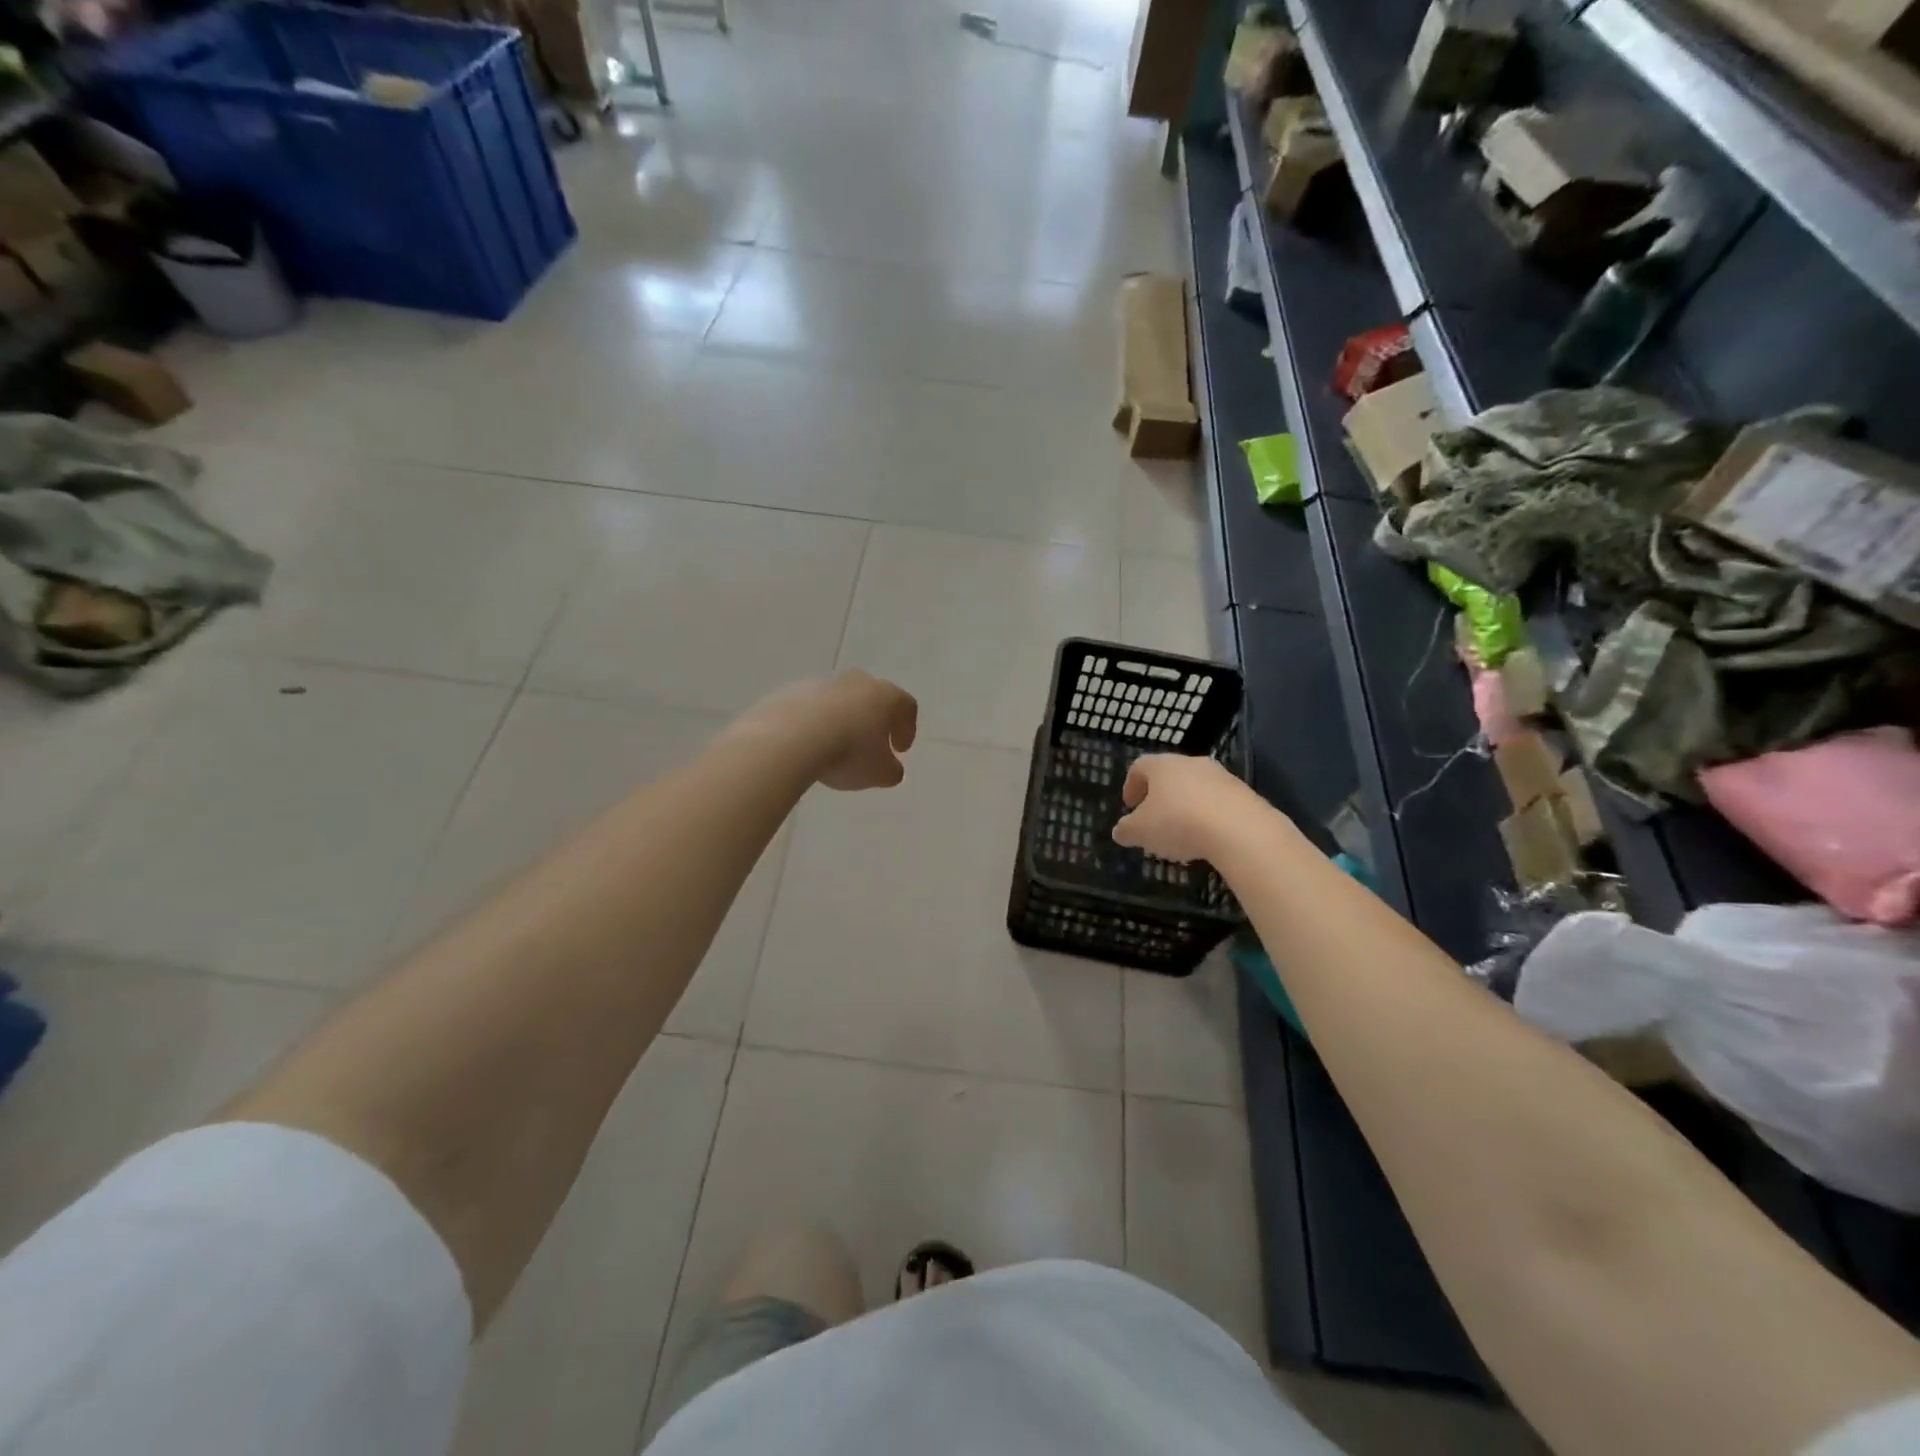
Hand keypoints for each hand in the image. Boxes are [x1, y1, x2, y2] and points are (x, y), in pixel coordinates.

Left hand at [740, 671, 918, 789]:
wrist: (788, 738)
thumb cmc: (848, 753)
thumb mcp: (880, 773)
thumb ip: (892, 770)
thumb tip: (890, 768)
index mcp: (884, 696)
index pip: (906, 706)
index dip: (907, 729)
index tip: (900, 750)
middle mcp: (856, 681)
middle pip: (872, 697)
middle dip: (874, 721)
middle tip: (870, 745)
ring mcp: (820, 683)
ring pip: (839, 701)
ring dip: (842, 721)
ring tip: (834, 749)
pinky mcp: (790, 691)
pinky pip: (810, 708)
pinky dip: (814, 723)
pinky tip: (807, 745)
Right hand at [1112, 754, 1249, 862]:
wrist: (1240, 830)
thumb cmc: (1178, 822)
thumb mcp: (1140, 832)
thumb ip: (1126, 830)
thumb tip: (1120, 830)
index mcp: (1162, 765)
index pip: (1139, 767)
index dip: (1131, 785)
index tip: (1129, 806)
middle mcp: (1192, 763)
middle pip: (1170, 776)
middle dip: (1159, 798)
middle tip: (1154, 822)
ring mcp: (1222, 777)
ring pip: (1196, 789)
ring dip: (1185, 807)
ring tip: (1182, 836)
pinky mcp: (1245, 795)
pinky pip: (1218, 803)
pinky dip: (1209, 817)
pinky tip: (1208, 840)